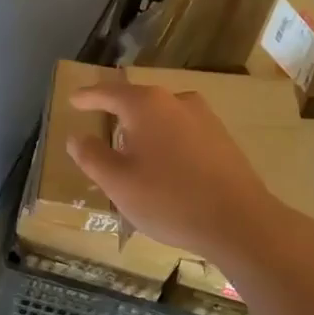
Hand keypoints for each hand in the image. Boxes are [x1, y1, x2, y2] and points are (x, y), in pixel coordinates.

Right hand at [66, 82, 278, 263]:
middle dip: (117, 115)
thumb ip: (92, 156)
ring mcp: (204, 118)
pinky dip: (165, 142)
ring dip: (144, 130)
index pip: (109, 93)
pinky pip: (182, 132)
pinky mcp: (222, 138)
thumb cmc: (169, 199)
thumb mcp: (118, 182)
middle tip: (100, 129)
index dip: (88, 97)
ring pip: (162, 117)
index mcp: (146, 105)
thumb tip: (77, 137)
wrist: (239, 221)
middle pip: (138, 102)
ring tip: (131, 152)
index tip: (74, 99)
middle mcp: (176, 101)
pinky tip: (164, 166)